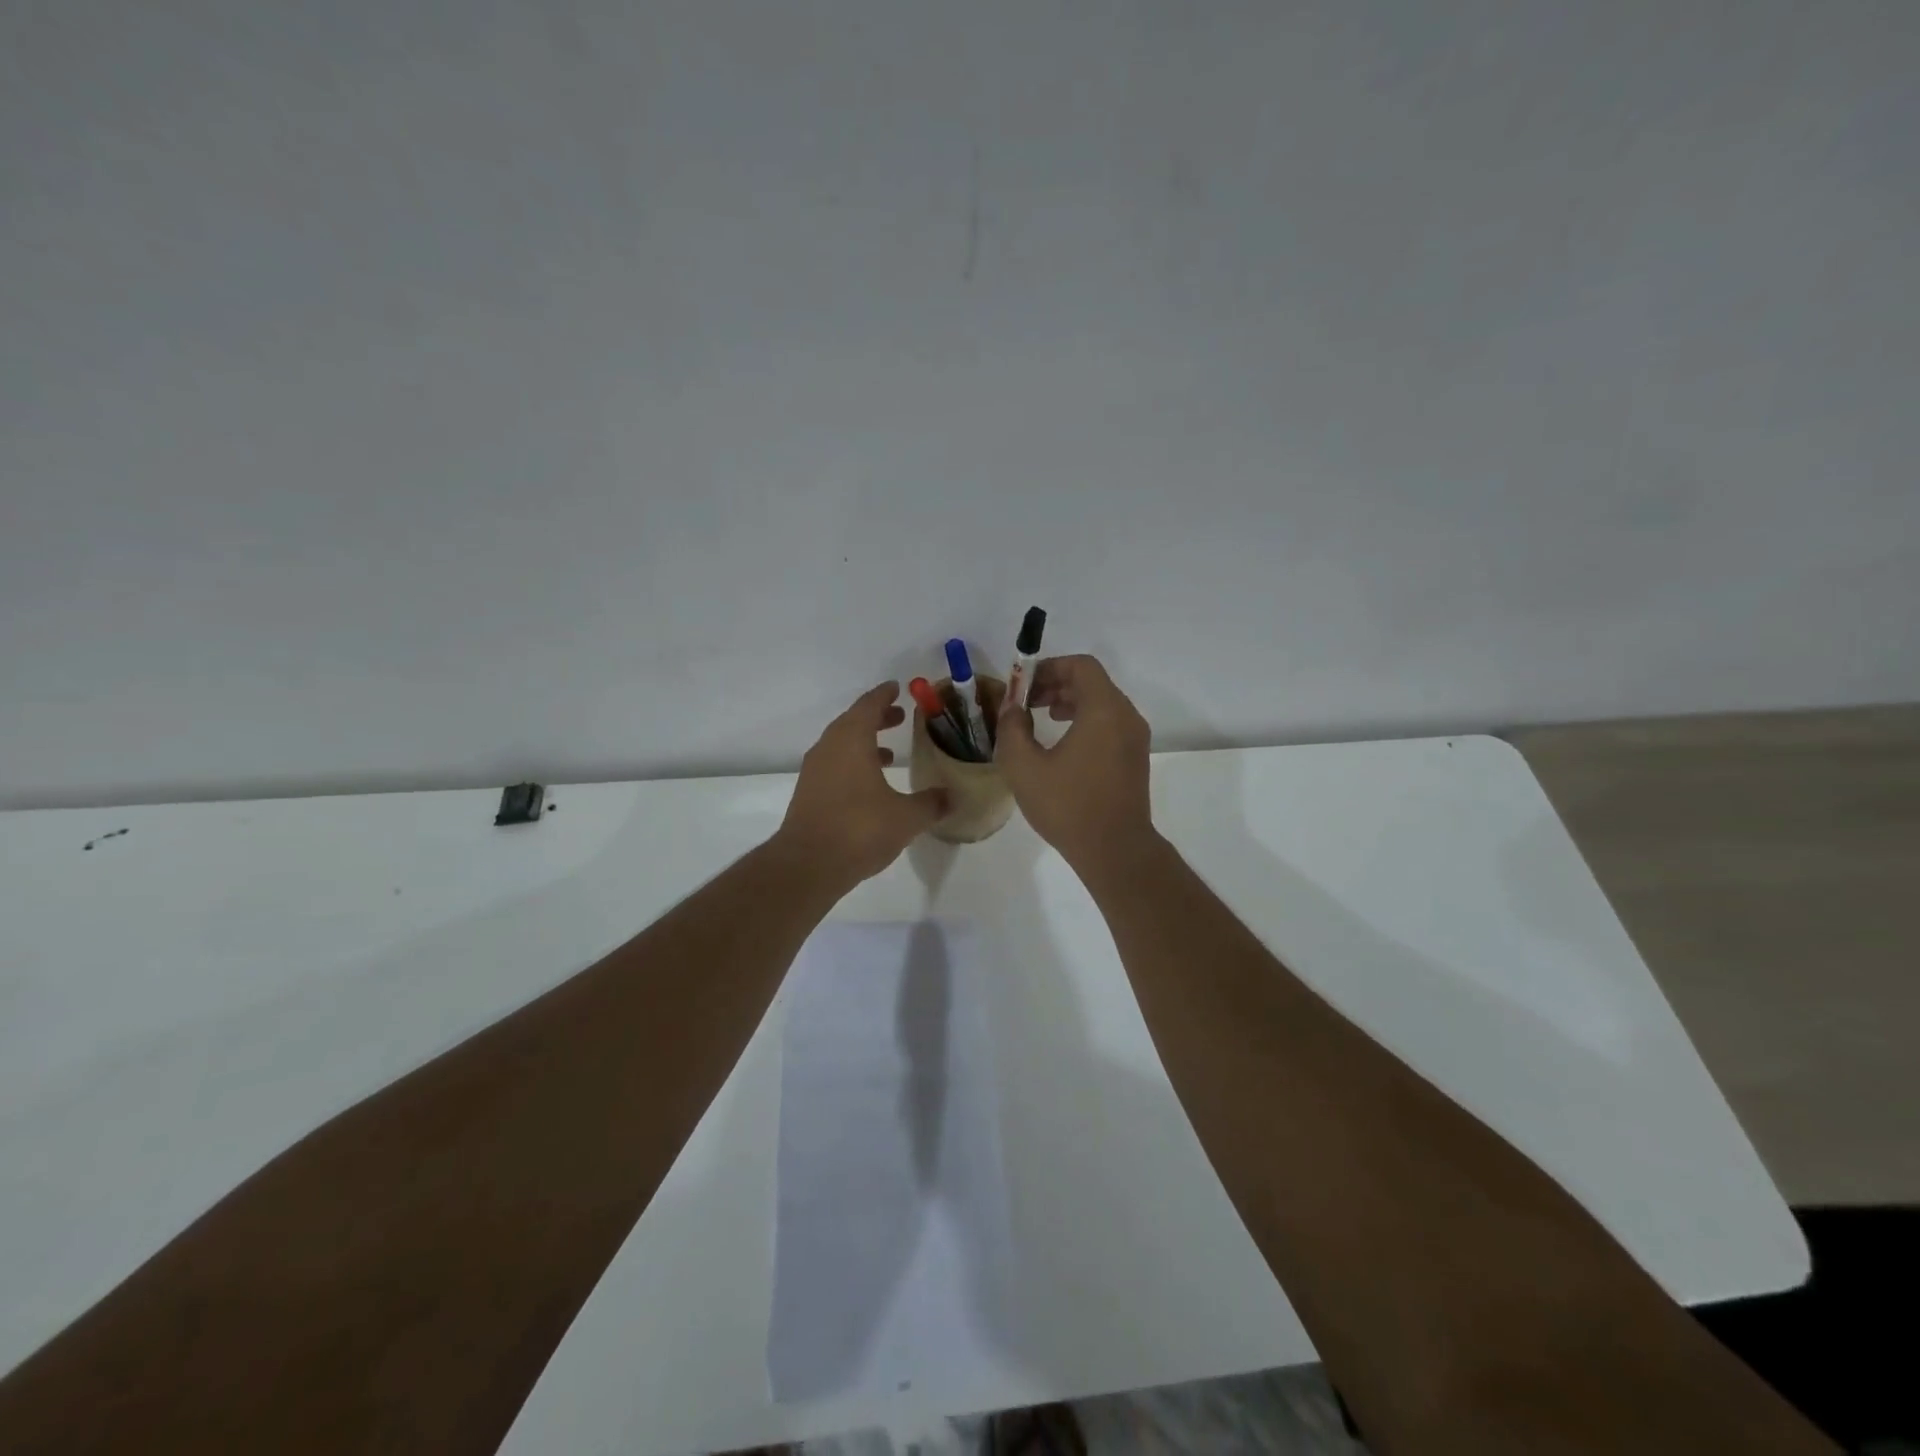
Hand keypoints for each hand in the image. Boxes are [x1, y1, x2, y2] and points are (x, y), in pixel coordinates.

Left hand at [776, 682, 949, 886]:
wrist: (808, 865)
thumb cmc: (860, 829)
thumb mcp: (906, 817)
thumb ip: (931, 803)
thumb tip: (952, 796)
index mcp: (851, 740)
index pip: (869, 705)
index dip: (884, 695)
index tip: (897, 688)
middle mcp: (829, 748)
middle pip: (853, 722)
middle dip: (876, 717)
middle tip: (899, 717)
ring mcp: (815, 771)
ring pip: (841, 745)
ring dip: (864, 742)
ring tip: (889, 753)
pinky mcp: (809, 793)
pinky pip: (834, 765)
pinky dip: (853, 763)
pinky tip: (871, 785)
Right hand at [994, 655, 1155, 872]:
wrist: (1115, 850)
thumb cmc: (1068, 806)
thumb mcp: (1024, 766)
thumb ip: (1012, 728)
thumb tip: (1011, 707)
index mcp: (1104, 710)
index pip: (1080, 666)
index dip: (1049, 667)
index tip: (1023, 685)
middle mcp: (1126, 716)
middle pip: (1092, 682)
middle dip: (1056, 684)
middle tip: (1026, 701)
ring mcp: (1135, 738)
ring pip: (1102, 702)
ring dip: (1069, 702)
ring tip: (1041, 718)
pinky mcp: (1135, 758)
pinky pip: (1110, 723)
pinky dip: (1085, 720)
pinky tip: (1062, 743)